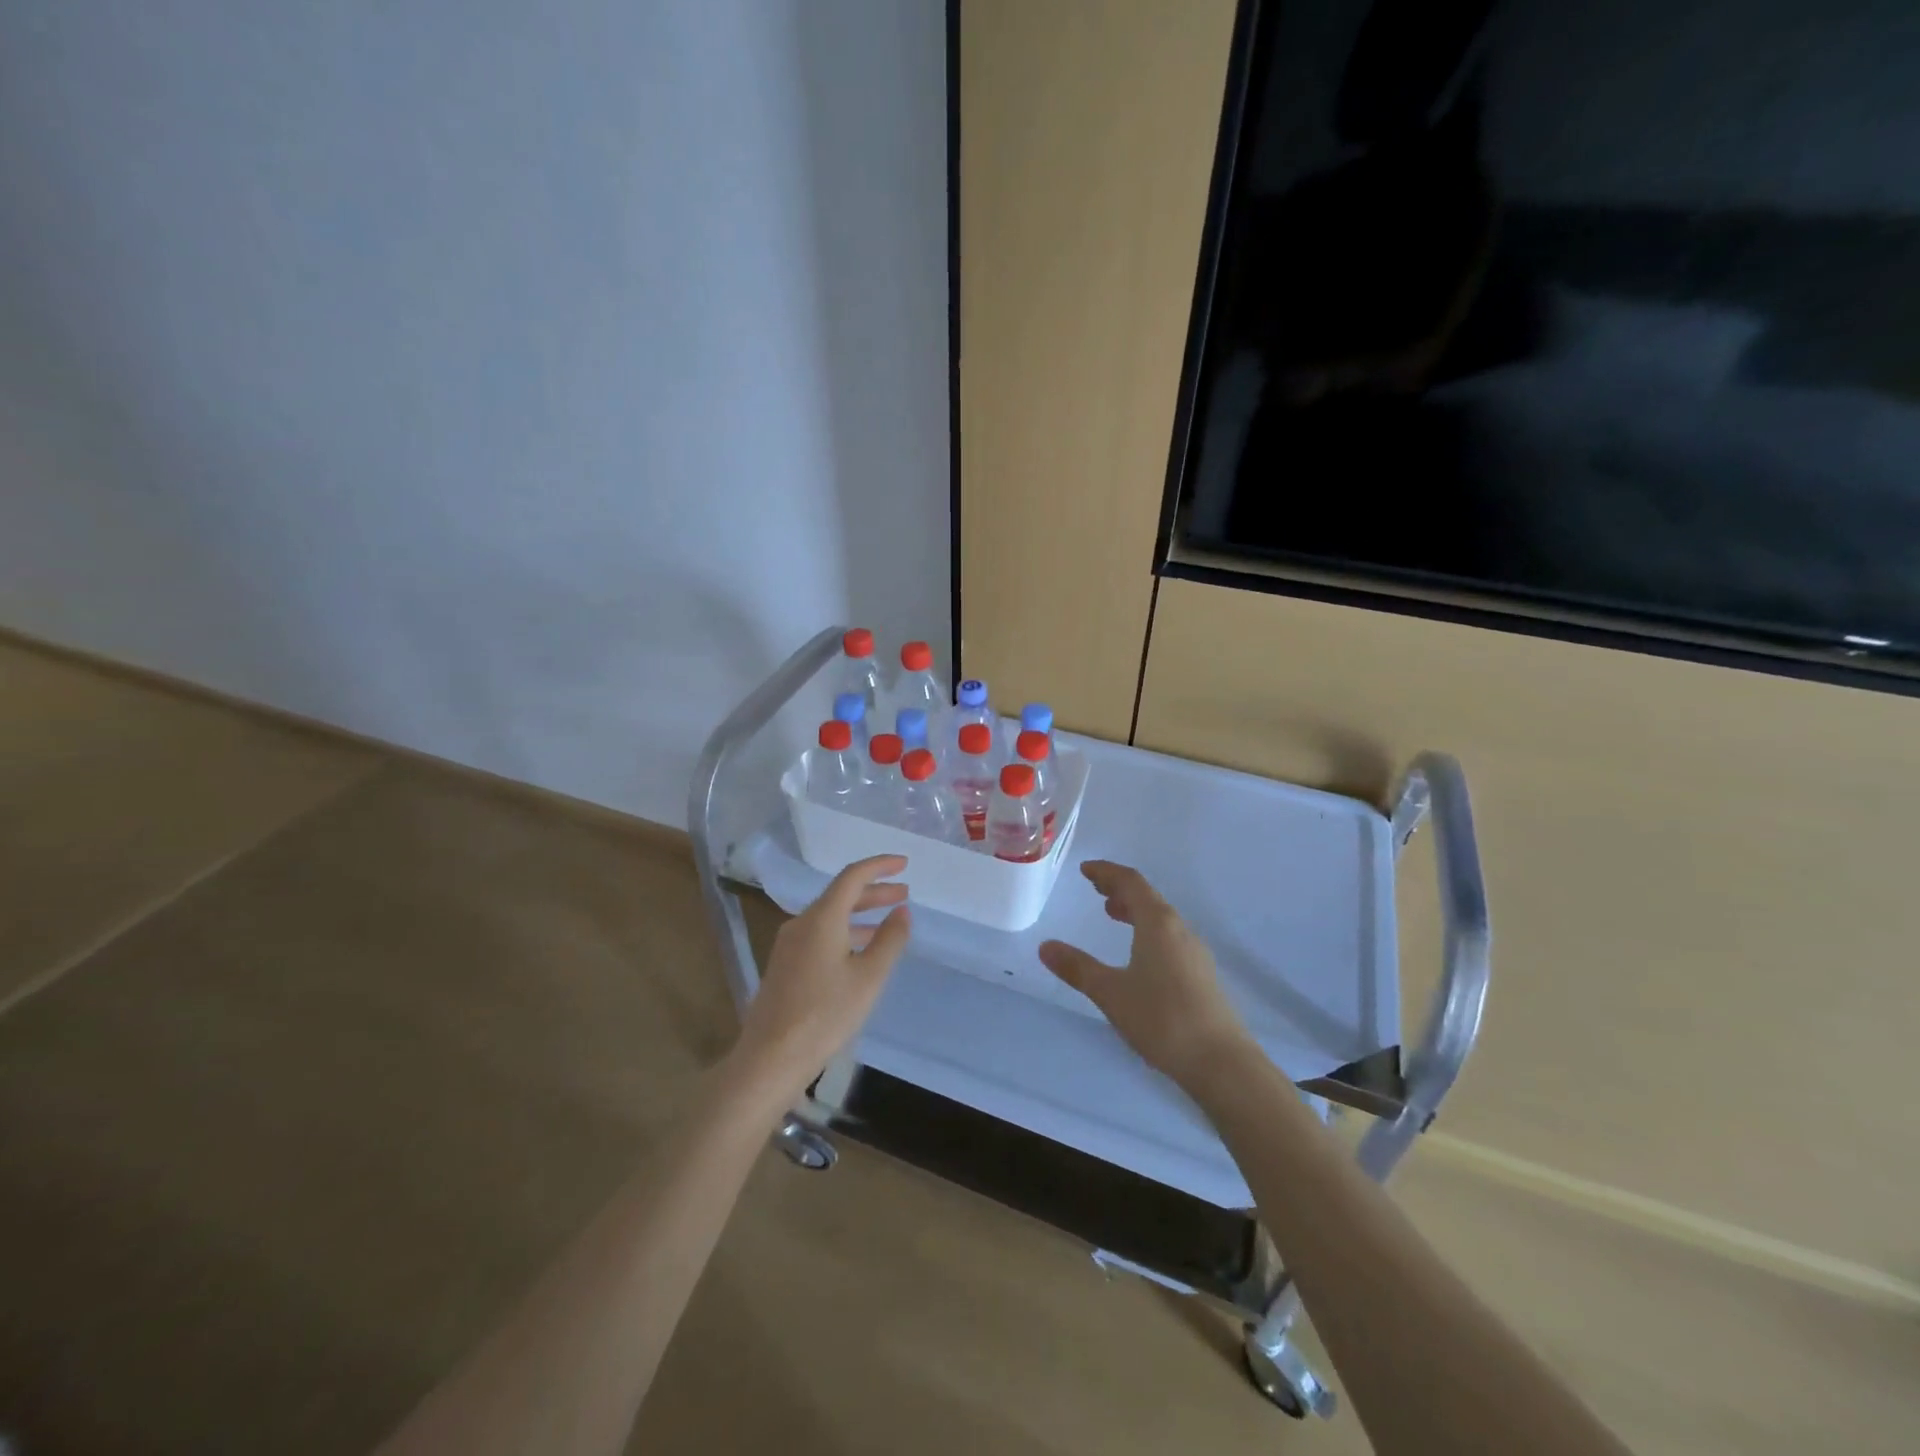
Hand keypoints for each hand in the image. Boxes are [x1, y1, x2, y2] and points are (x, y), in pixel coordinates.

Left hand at [731, 855, 911, 1103]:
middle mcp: (802, 922)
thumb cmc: (825, 1014)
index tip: (904, 864)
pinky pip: (820, 934)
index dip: (880, 866)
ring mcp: (789, 944)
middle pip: (840, 895)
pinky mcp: (785, 964)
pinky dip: (845, 931)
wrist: (770, 1058)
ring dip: (860, 913)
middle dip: (874, 891)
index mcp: (822, 918)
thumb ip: (890, 939)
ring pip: (830, 916)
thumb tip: (902, 910)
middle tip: (904, 894)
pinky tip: (860, 950)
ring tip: (889, 920)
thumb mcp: (869, 977)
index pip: (852, 876)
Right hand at [1038, 861, 1256, 1087]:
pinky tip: (1138, 953)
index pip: (1131, 882)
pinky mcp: (1201, 975)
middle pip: (1148, 897)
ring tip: (1113, 915)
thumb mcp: (1110, 993)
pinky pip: (1169, 937)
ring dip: (1135, 910)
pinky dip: (1147, 930)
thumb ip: (1078, 968)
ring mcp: (1194, 953)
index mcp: (1158, 924)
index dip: (1107, 872)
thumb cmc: (1162, 1019)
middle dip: (1120, 889)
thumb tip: (1046, 946)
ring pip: (1161, 918)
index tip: (1085, 870)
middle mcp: (1179, 930)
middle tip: (1096, 890)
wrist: (1221, 1063)